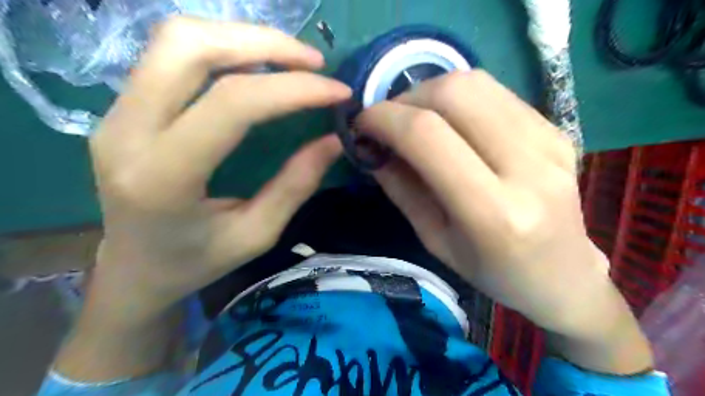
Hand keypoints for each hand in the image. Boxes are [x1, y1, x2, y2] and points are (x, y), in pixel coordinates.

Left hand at [89, 17, 351, 323]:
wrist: (133, 268)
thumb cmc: (197, 262)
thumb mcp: (257, 234)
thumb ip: (295, 185)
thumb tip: (334, 140)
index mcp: (163, 178)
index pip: (231, 104)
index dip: (292, 89)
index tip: (337, 92)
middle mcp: (127, 132)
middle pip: (190, 47)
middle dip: (264, 43)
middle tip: (314, 62)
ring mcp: (116, 113)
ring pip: (177, 39)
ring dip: (243, 38)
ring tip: (292, 59)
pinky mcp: (122, 107)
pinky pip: (172, 55)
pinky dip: (224, 49)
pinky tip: (258, 65)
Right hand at [360, 71, 651, 374]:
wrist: (563, 275)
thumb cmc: (493, 271)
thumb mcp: (435, 240)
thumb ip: (401, 189)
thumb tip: (373, 147)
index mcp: (493, 212)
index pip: (427, 136)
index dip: (384, 119)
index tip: (361, 124)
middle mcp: (528, 167)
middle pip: (454, 94)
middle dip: (406, 98)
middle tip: (388, 121)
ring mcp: (550, 141)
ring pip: (476, 83)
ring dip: (430, 91)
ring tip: (414, 118)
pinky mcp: (558, 128)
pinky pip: (496, 92)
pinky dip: (458, 98)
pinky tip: (450, 122)